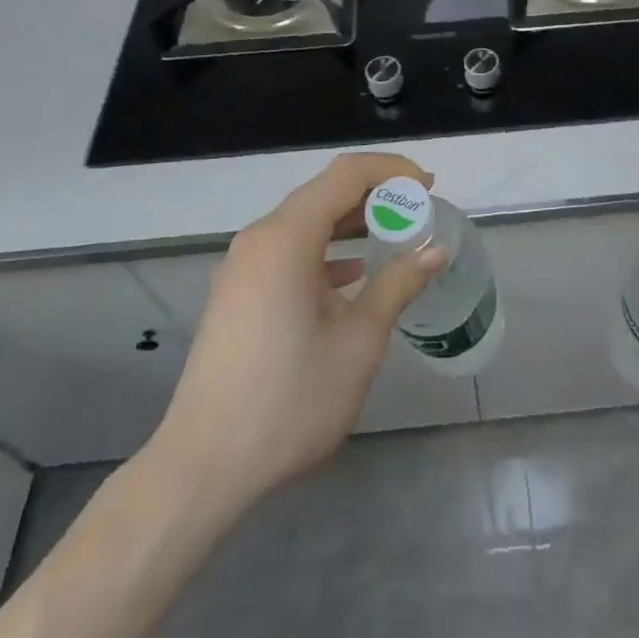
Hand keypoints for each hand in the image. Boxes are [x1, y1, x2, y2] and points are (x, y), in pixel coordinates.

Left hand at [147, 152, 447, 511]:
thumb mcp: (359, 342)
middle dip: (375, 194)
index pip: (347, 174)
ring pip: (305, 222)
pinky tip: (351, 275)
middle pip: (324, 193)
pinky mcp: (237, 292)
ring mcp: (243, 266)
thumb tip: (435, 251)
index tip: (428, 187)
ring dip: (351, 222)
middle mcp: (260, 239)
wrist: (203, 467)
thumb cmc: (289, 400)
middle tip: (418, 209)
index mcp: (287, 237)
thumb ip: (398, 285)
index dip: (392, 171)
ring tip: (394, 235)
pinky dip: (325, 249)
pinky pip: (288, 251)